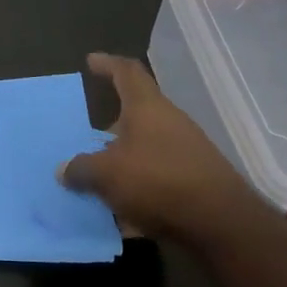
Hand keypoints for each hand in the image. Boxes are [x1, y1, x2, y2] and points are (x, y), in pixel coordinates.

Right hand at [61, 53, 265, 240]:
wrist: (222, 225)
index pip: (126, 72)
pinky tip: (120, 216)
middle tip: (84, 139)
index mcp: (147, 107)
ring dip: (121, 163)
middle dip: (109, 128)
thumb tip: (64, 169)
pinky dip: (137, 191)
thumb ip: (82, 169)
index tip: (90, 61)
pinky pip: (157, 180)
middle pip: (135, 115)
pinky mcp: (195, 182)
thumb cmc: (158, 182)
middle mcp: (169, 122)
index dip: (107, 64)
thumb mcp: (107, 175)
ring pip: (144, 150)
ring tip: (96, 181)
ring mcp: (186, 152)